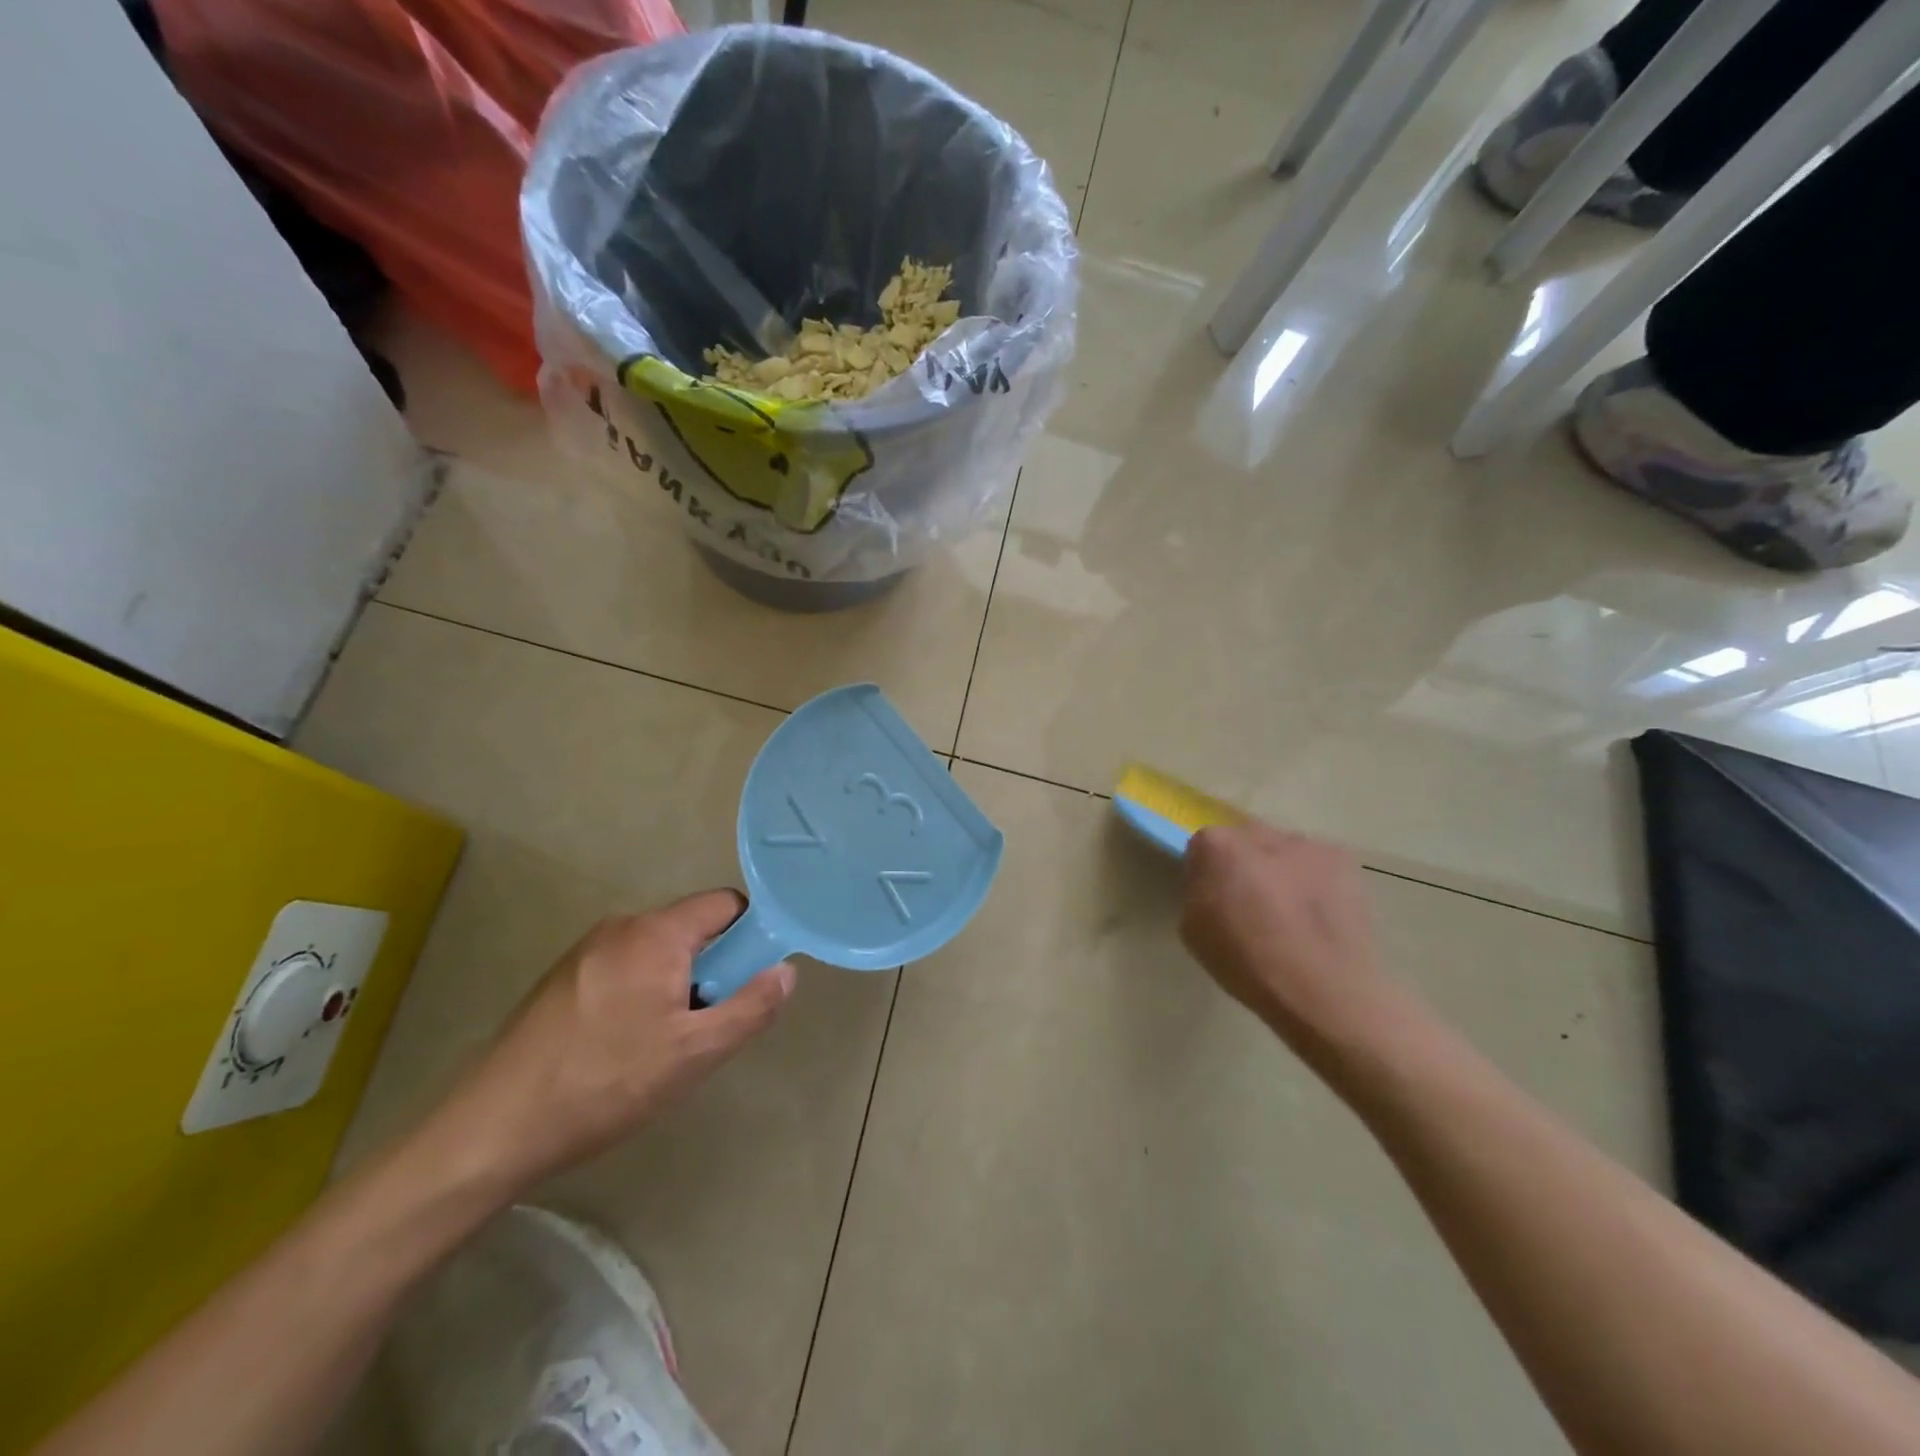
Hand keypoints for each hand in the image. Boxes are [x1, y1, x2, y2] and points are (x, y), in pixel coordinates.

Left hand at [435, 891, 794, 1192]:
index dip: (752, 934)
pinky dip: (643, 994)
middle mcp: (621, 927)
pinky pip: (625, 969)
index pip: (726, 904)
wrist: (493, 1128)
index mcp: (656, 933)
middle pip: (692, 929)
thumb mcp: (694, 1053)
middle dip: (713, 968)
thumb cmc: (606, 1083)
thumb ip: (751, 1007)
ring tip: (665, 1045)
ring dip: (678, 985)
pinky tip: (624, 1049)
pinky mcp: (563, 979)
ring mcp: (586, 951)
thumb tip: (786, 971)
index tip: (752, 979)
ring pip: (659, 953)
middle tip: (707, 1025)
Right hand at [1179, 822, 1401, 1058]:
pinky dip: (1313, 881)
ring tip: (1291, 914)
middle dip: (1244, 864)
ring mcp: (1307, 844)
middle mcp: (1261, 833)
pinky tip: (1318, 915)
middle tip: (1251, 904)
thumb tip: (1214, 882)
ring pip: (1282, 850)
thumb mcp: (1192, 929)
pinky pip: (1316, 864)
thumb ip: (1198, 890)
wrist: (1324, 991)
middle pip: (1244, 840)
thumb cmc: (1247, 964)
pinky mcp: (1345, 861)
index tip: (1214, 899)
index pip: (1203, 845)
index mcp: (1218, 846)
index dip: (1206, 873)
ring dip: (1280, 870)